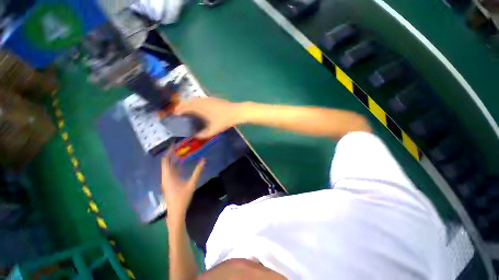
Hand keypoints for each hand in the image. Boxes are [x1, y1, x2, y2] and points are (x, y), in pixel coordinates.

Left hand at [161, 150, 205, 222]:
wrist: (175, 212)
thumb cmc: (182, 198)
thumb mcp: (191, 184)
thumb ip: (198, 171)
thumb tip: (204, 160)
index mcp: (169, 176)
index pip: (166, 160)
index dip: (169, 151)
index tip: (173, 144)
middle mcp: (165, 177)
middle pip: (165, 162)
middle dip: (171, 154)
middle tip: (178, 147)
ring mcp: (166, 180)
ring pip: (167, 167)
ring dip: (172, 160)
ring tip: (179, 153)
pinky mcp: (168, 183)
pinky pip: (169, 171)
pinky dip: (173, 166)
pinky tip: (180, 165)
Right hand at [174, 97, 242, 138]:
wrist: (236, 111)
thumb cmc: (224, 120)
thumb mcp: (214, 129)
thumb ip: (204, 134)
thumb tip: (196, 136)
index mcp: (200, 107)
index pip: (185, 106)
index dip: (179, 110)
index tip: (174, 114)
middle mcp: (202, 101)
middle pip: (189, 101)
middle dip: (182, 106)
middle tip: (179, 113)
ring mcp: (208, 99)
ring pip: (195, 100)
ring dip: (189, 104)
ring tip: (187, 111)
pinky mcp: (213, 99)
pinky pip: (201, 100)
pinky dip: (196, 103)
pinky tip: (199, 108)